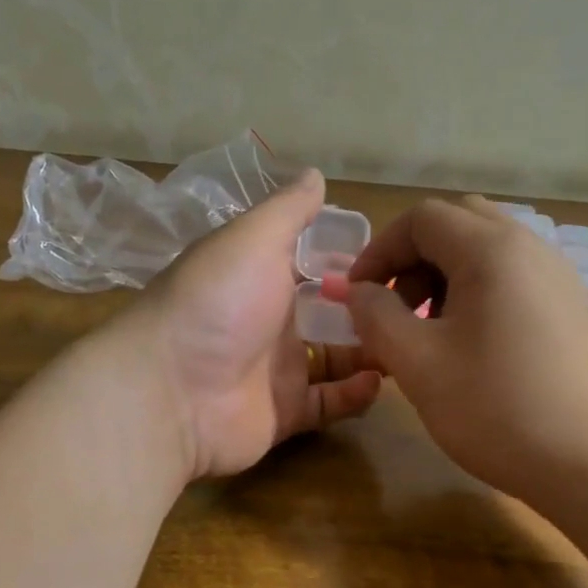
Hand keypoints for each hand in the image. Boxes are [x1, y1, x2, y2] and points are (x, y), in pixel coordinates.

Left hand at [129, 169, 381, 479]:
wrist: (171, 391)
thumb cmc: (218, 302)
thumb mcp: (253, 239)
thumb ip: (289, 210)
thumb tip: (316, 174)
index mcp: (261, 276)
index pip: (315, 264)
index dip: (352, 261)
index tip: (396, 258)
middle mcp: (270, 320)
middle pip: (331, 313)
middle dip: (370, 309)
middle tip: (417, 307)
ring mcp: (277, 370)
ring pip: (336, 359)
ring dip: (370, 350)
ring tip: (409, 342)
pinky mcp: (285, 413)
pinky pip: (329, 402)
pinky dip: (355, 393)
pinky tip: (379, 379)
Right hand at [339, 196, 587, 506]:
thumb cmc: (499, 409)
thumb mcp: (419, 363)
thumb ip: (376, 316)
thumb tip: (359, 291)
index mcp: (492, 249)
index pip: (421, 219)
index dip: (379, 250)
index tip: (358, 297)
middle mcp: (531, 248)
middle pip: (457, 226)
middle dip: (414, 261)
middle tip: (397, 310)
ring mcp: (560, 278)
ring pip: (488, 254)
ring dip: (446, 280)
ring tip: (432, 336)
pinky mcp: (576, 309)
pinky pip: (516, 281)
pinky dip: (481, 297)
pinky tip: (476, 351)